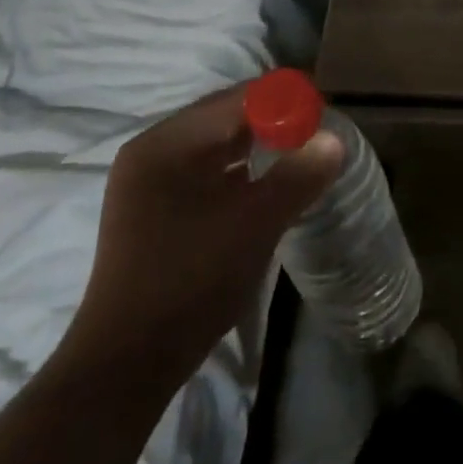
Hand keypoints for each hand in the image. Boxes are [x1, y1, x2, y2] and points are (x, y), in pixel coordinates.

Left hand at [60, 83, 342, 393]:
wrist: (128, 364)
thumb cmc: (192, 279)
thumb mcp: (256, 223)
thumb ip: (299, 175)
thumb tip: (335, 140)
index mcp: (167, 142)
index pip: (236, 99)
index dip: (283, 100)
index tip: (323, 113)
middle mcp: (151, 152)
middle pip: (224, 119)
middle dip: (273, 123)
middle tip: (317, 135)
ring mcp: (147, 184)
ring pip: (216, 149)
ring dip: (258, 149)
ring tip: (299, 159)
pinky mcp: (152, 213)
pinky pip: (205, 175)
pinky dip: (238, 174)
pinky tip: (266, 189)